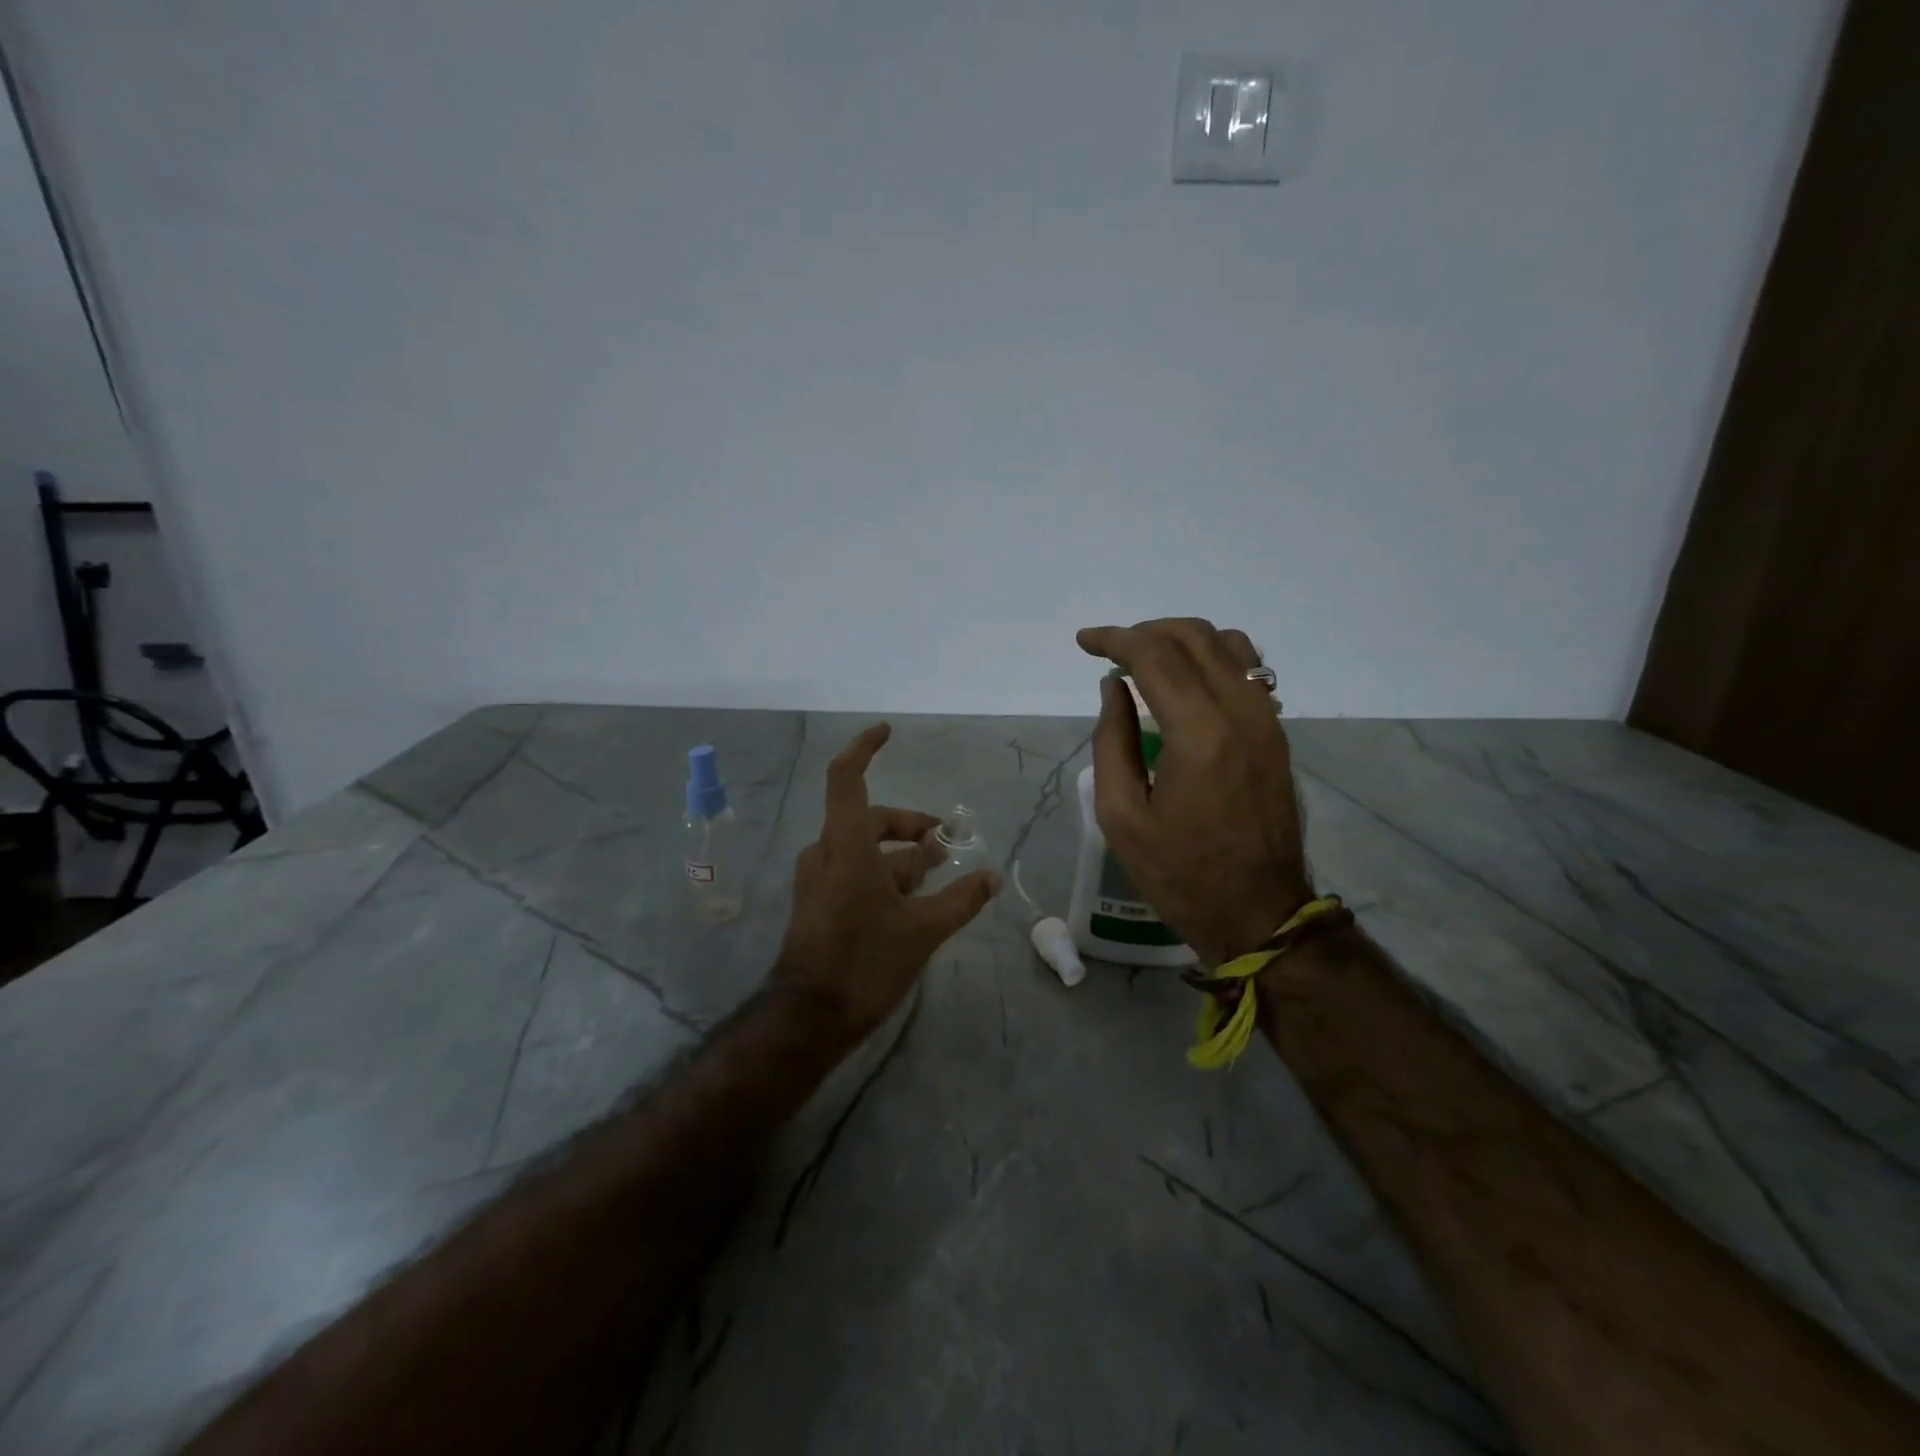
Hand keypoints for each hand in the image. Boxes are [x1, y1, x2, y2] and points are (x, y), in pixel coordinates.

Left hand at [772, 723, 1002, 1040]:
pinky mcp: (818, 903)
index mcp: (846, 845)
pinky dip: (883, 873)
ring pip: (863, 849)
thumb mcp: (922, 930)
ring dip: (900, 853)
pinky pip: (853, 871)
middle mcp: (827, 853)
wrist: (808, 1018)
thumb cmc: (864, 962)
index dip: (864, 749)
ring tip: (936, 868)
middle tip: (945, 840)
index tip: (887, 732)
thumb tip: (991, 877)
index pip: (847, 778)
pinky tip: (910, 897)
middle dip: (909, 824)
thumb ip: (960, 899)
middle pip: (869, 818)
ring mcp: (819, 879)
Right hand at [1076, 618, 1311, 965]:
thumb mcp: (1121, 816)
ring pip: (1229, 645)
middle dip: (1146, 632)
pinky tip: (1188, 681)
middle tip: (1111, 650)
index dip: (1114, 640)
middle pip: (1194, 638)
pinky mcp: (1277, 733)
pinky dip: (1213, 658)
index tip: (1084, 642)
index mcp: (1199, 734)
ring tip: (1148, 660)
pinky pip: (1249, 670)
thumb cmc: (1179, 873)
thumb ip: (1112, 741)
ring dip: (1183, 640)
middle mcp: (1241, 713)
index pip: (1154, 656)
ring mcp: (1267, 720)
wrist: (1259, 912)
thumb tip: (1113, 688)